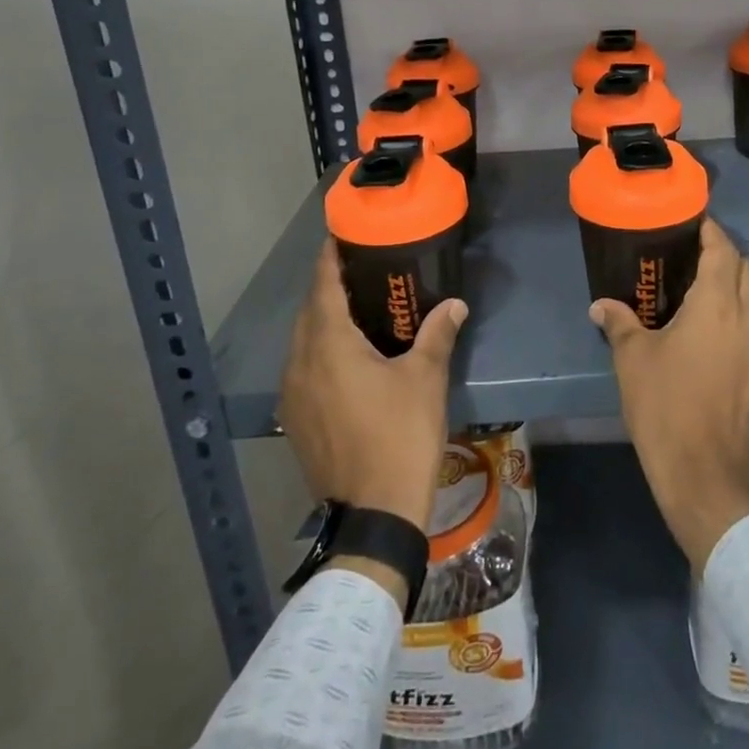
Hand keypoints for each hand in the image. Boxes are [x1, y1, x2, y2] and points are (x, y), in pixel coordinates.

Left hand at [280, 240, 467, 533]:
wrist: (375, 513)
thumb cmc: (400, 435)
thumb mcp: (425, 379)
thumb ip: (436, 334)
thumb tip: (455, 303)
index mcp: (329, 345)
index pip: (323, 286)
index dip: (329, 257)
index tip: (342, 235)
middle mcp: (301, 363)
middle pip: (309, 312)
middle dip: (329, 287)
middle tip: (361, 271)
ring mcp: (293, 395)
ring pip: (302, 342)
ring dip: (322, 321)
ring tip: (356, 310)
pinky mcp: (295, 420)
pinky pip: (302, 369)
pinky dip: (319, 351)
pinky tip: (347, 359)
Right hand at [593, 218, 748, 571]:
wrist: (708, 476)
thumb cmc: (666, 408)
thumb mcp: (633, 360)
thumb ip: (619, 322)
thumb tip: (600, 305)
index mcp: (717, 304)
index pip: (722, 250)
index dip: (710, 231)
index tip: (692, 221)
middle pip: (745, 269)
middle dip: (723, 254)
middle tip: (691, 253)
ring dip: (735, 284)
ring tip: (701, 288)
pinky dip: (741, 313)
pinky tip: (716, 330)